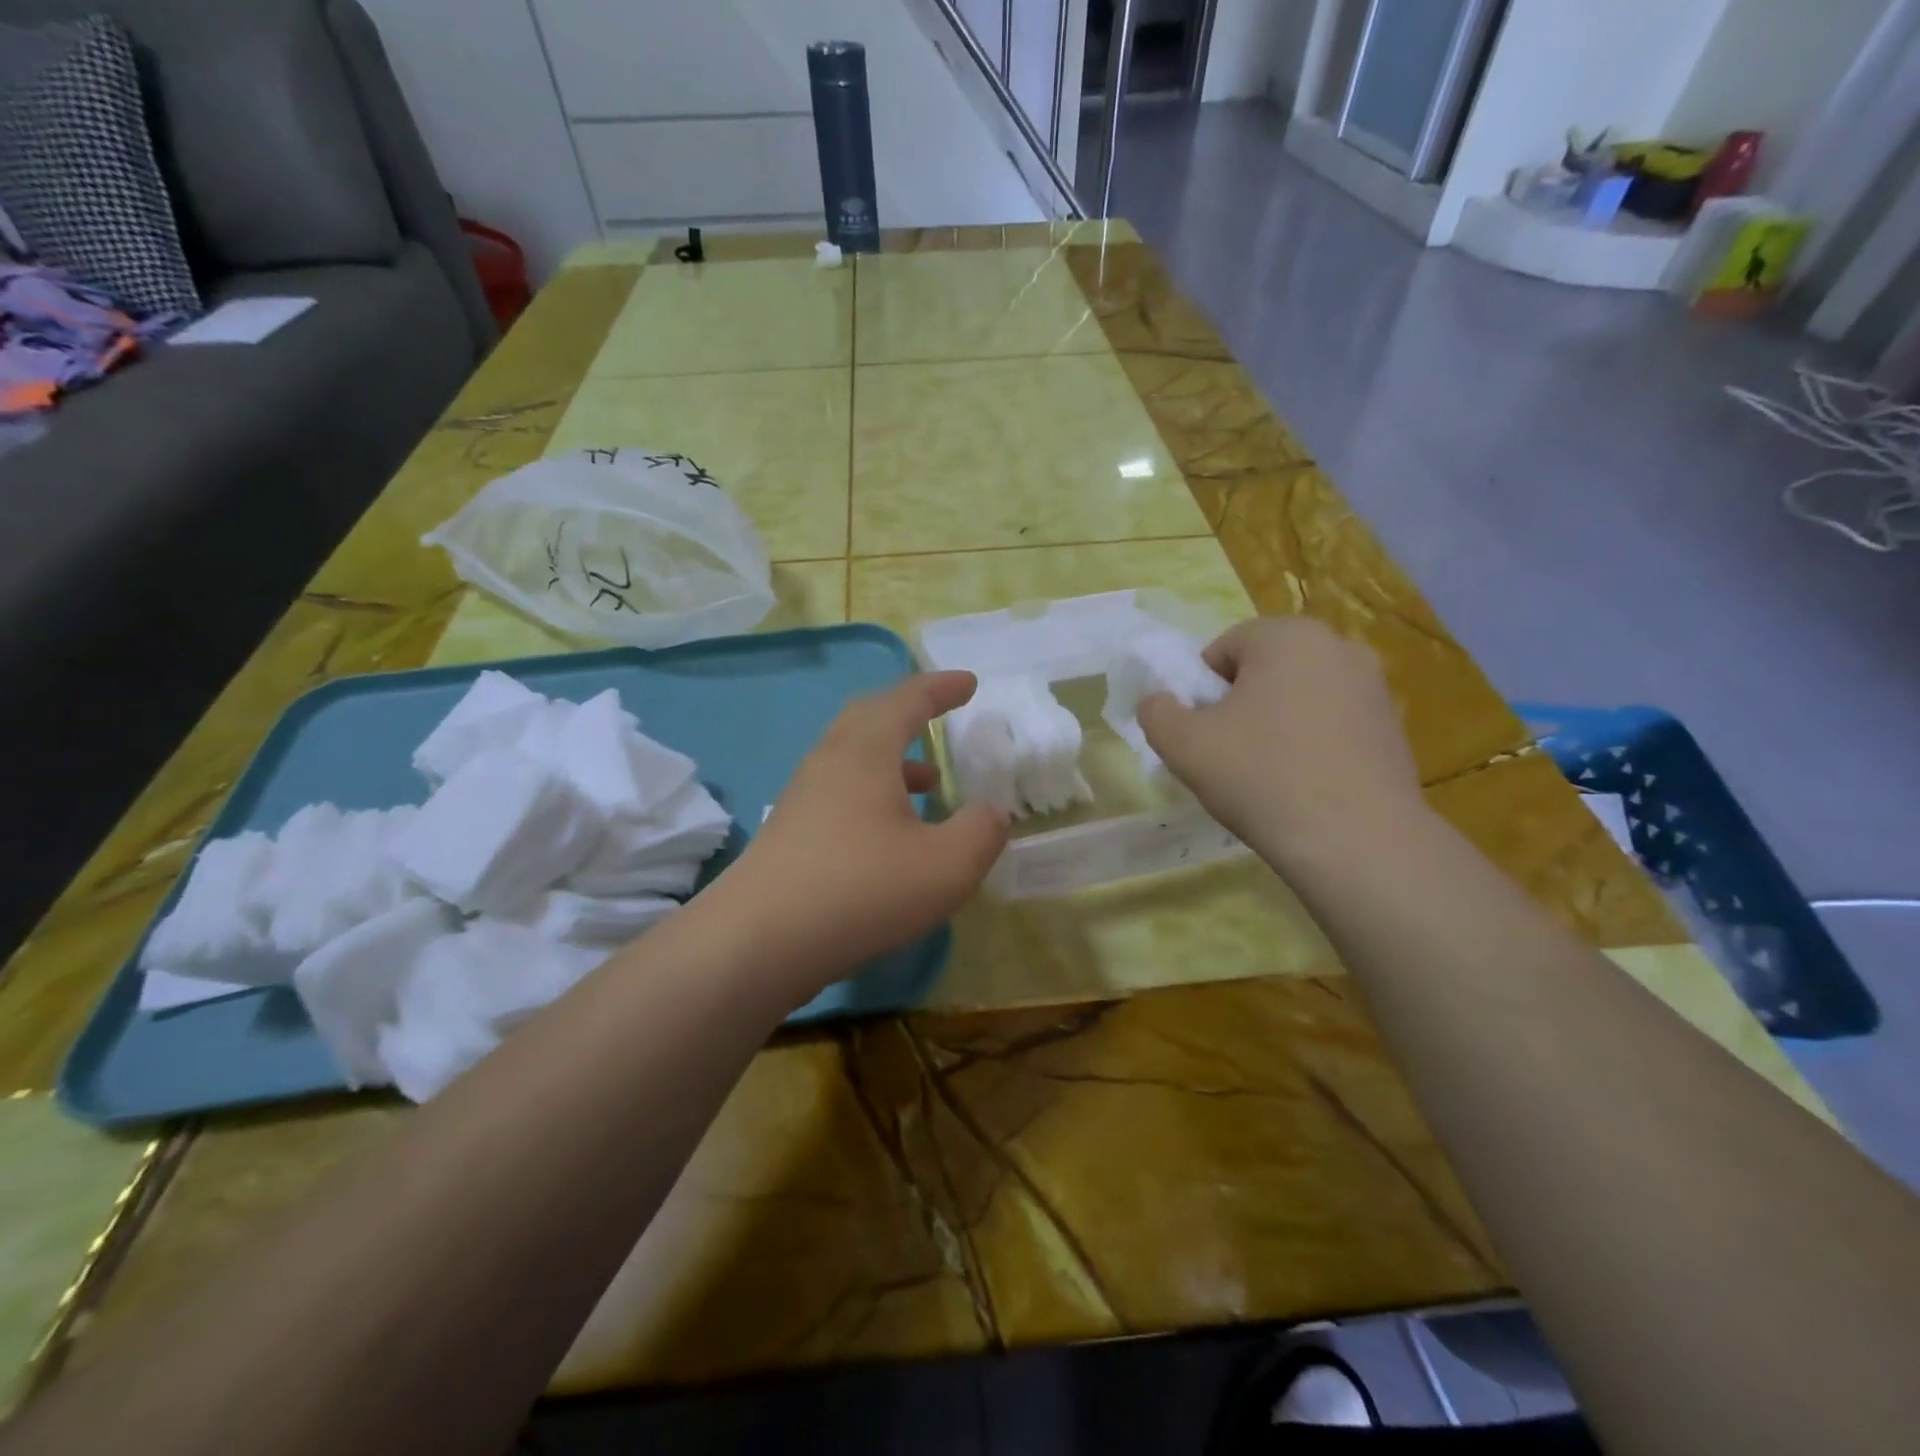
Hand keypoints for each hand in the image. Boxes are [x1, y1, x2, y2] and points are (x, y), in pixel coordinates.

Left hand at [718, 672, 1008, 996]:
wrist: (758, 942)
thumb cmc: (861, 890)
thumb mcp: (947, 866)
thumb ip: (982, 832)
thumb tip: (990, 813)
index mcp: (866, 752)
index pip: (907, 700)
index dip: (941, 687)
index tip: (969, 683)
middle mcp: (829, 761)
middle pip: (869, 716)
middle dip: (908, 710)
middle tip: (939, 713)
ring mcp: (803, 797)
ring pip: (852, 756)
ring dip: (892, 757)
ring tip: (930, 781)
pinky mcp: (789, 832)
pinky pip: (839, 790)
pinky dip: (873, 791)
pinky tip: (890, 832)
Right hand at [1138, 617, 1424, 861]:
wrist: (1356, 841)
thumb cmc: (1261, 777)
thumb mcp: (1183, 744)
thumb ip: (1156, 711)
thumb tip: (1158, 702)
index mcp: (1288, 636)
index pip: (1223, 648)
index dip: (1201, 690)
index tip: (1201, 732)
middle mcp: (1339, 647)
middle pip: (1265, 669)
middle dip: (1241, 704)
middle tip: (1228, 752)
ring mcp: (1374, 687)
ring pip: (1300, 697)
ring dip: (1277, 723)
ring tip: (1266, 773)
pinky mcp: (1394, 727)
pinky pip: (1333, 724)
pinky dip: (1312, 743)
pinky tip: (1304, 784)